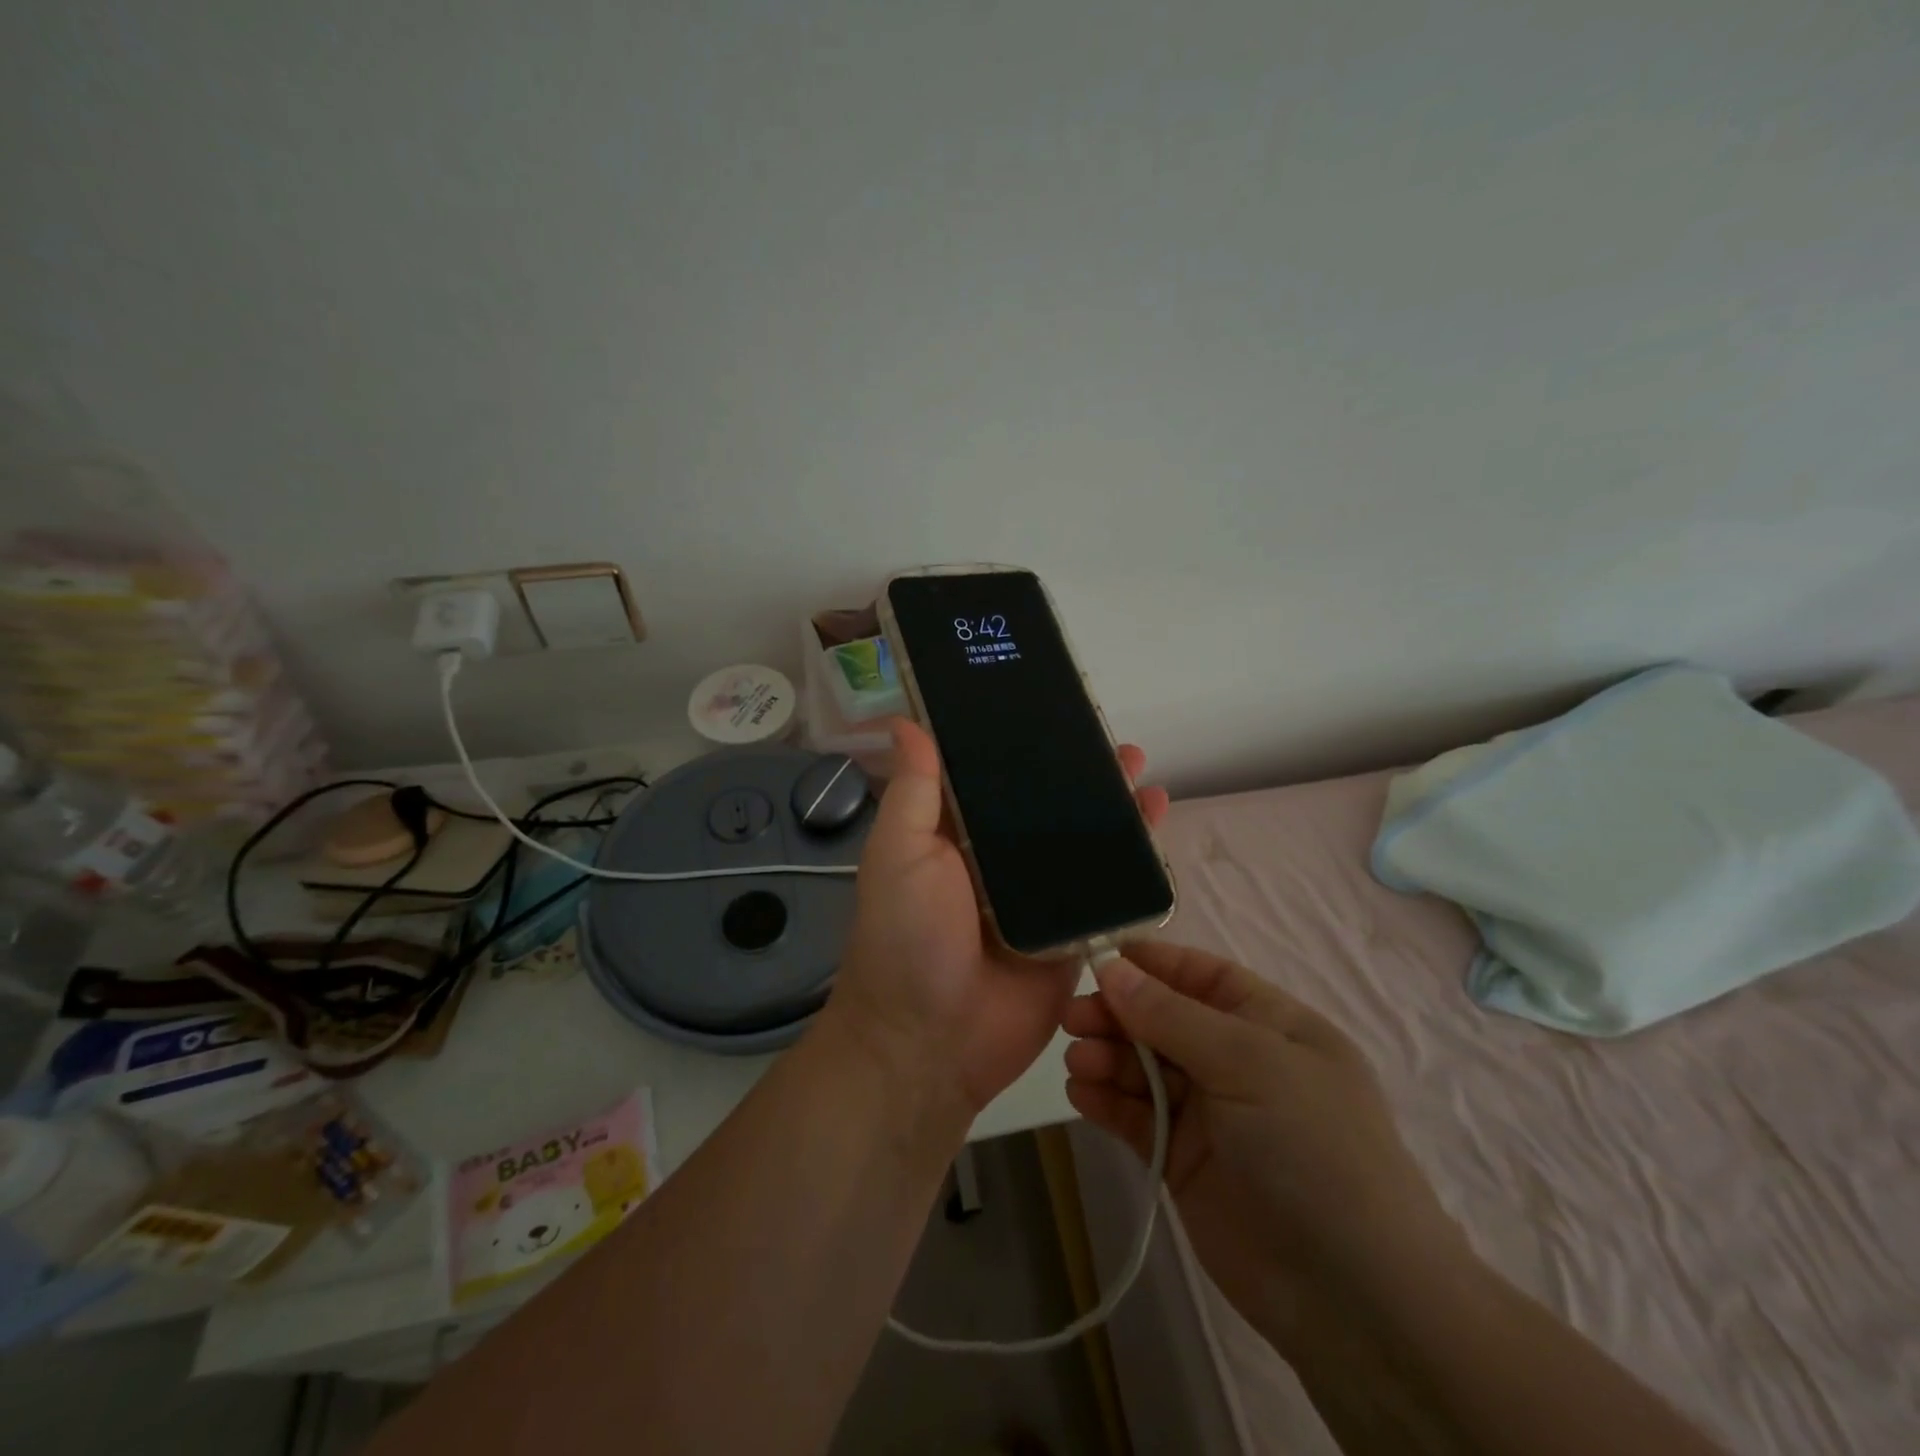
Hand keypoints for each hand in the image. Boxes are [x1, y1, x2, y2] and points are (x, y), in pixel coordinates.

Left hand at [828, 718, 1169, 1117]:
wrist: (932, 1044)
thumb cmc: (907, 938)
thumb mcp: (899, 854)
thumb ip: (913, 791)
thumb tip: (906, 721)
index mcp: (956, 836)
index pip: (995, 778)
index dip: (1021, 745)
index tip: (1051, 710)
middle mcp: (1000, 861)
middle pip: (1047, 807)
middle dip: (1079, 774)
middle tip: (1110, 739)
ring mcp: (1041, 898)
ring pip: (1082, 842)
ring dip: (1112, 807)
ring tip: (1140, 771)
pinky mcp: (1074, 933)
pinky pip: (1107, 890)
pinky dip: (1132, 860)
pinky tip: (1155, 824)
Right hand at [1062, 943, 1468, 1348]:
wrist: (1355, 1299)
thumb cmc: (1312, 1148)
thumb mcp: (1248, 1062)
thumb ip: (1170, 1015)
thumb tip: (1109, 966)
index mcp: (1271, 1024)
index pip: (1202, 976)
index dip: (1151, 964)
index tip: (1096, 957)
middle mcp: (1239, 1061)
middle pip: (1163, 1020)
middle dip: (1118, 1013)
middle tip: (1071, 1018)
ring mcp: (1212, 1113)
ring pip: (1145, 1067)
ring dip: (1107, 1058)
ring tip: (1076, 1061)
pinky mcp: (1186, 1161)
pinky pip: (1138, 1117)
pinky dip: (1108, 1102)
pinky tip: (1080, 1094)